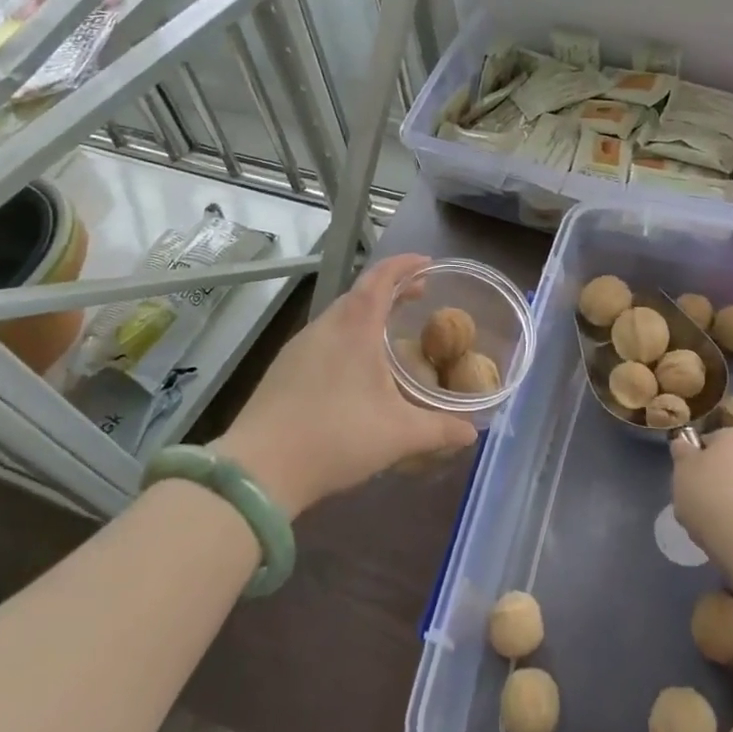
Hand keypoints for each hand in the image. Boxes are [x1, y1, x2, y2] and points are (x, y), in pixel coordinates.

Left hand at [211, 254, 474, 515]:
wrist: (260, 469)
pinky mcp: (283, 369)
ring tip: (391, 332)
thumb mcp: (399, 435)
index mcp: (354, 327)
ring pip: (339, 316)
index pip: (381, 278)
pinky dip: (348, 336)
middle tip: (418, 297)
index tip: (427, 262)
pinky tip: (355, 368)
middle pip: (361, 293)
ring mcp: (299, 347)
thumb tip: (472, 432)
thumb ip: (440, 430)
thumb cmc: (336, 437)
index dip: (405, 265)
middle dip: (392, 289)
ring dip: (367, 314)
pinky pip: (324, 338)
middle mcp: (325, 327)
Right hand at [672, 428, 732, 593]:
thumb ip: (682, 453)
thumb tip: (684, 444)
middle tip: (698, 506)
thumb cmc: (712, 497)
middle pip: (729, 466)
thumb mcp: (682, 471)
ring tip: (716, 528)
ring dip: (732, 503)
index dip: (695, 462)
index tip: (687, 482)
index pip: (709, 441)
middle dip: (715, 483)